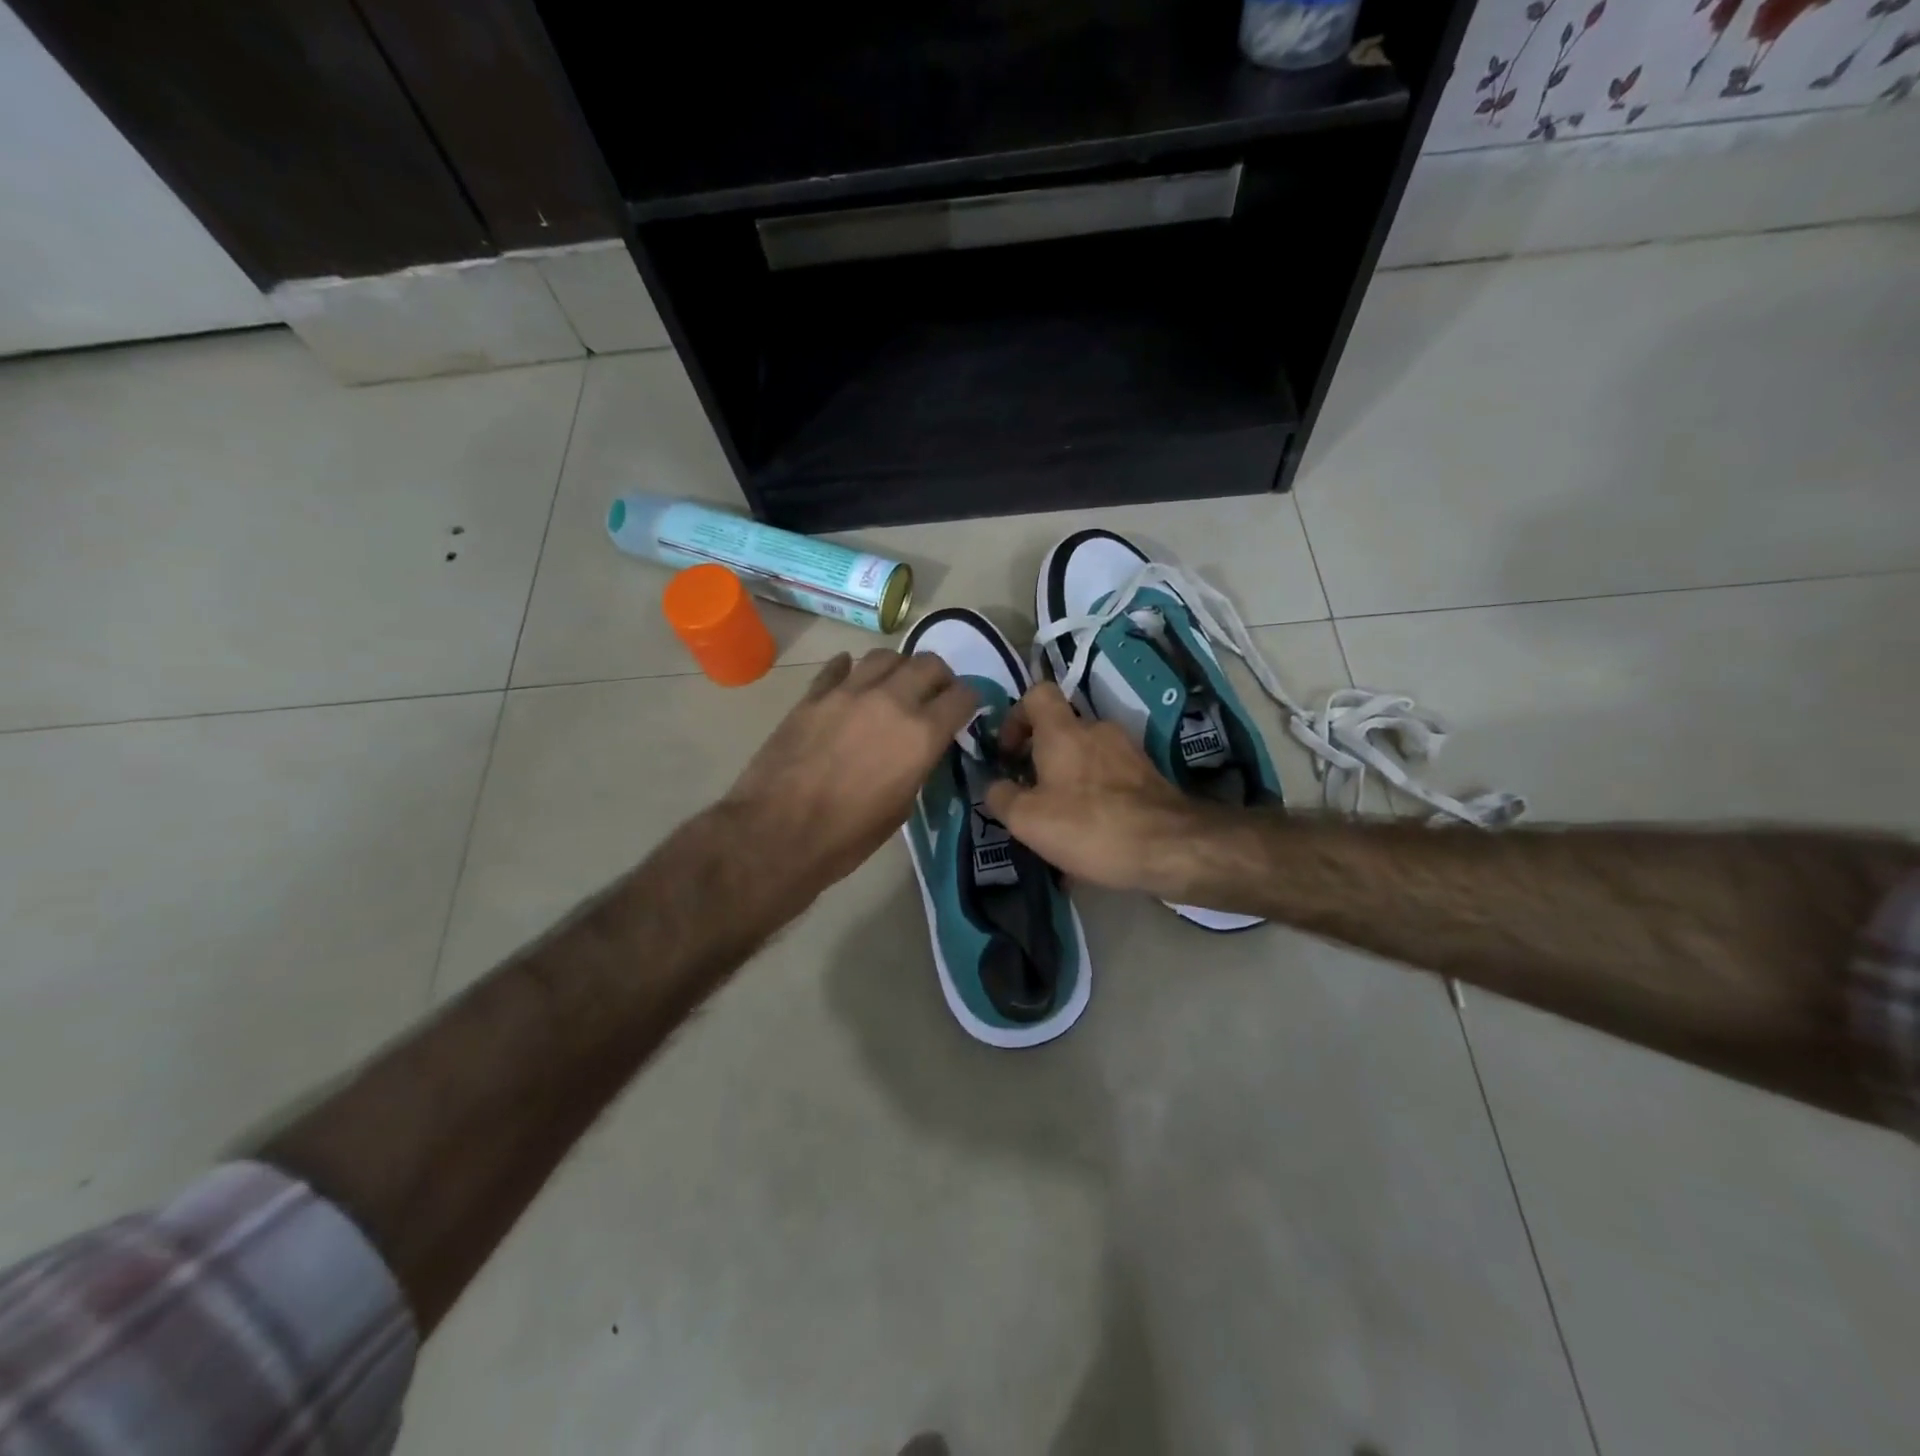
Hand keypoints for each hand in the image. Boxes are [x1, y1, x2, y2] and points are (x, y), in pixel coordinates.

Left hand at [721, 650, 977, 914]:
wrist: (776, 834)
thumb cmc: (847, 836)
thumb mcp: (901, 807)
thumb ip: (917, 765)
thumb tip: (919, 748)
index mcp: (920, 734)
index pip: (962, 696)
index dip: (969, 701)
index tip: (964, 710)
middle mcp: (890, 701)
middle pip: (928, 663)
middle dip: (938, 678)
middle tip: (933, 695)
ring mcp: (847, 692)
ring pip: (884, 655)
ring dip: (897, 668)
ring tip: (892, 686)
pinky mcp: (812, 695)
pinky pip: (838, 667)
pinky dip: (850, 670)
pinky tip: (850, 682)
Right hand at [985, 683, 1202, 894]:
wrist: (1172, 847)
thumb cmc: (1090, 825)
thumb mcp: (1027, 819)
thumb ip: (1001, 797)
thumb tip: (996, 786)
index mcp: (1063, 730)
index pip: (1036, 693)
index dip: (1016, 717)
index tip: (1008, 753)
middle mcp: (1098, 730)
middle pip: (1061, 730)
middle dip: (1041, 759)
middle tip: (1030, 796)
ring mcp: (1128, 752)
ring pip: (1086, 758)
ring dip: (1068, 783)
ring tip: (1060, 826)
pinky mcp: (1149, 778)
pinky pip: (1109, 781)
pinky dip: (1095, 801)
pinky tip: (1091, 839)